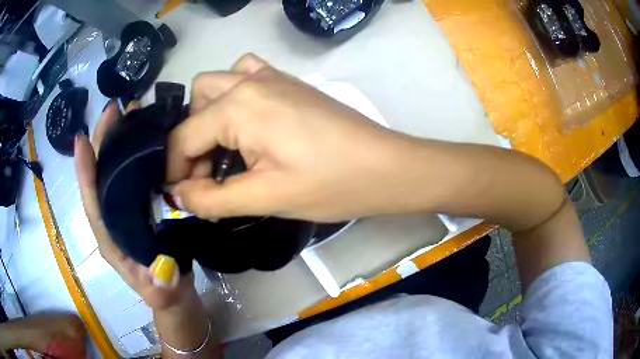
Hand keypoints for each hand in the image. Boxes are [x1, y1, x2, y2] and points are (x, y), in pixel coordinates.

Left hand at [75, 101, 195, 310]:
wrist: (174, 296)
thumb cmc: (164, 295)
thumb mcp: (162, 294)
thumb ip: (161, 286)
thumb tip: (163, 270)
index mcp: (110, 238)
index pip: (92, 203)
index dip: (84, 173)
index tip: (83, 139)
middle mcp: (112, 220)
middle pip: (100, 178)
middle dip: (101, 144)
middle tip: (113, 111)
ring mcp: (124, 213)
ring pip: (114, 173)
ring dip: (118, 142)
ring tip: (129, 114)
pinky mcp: (139, 209)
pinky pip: (131, 178)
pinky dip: (134, 155)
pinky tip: (146, 138)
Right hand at [169, 54, 419, 221]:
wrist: (385, 167)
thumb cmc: (330, 184)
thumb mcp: (265, 197)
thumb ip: (213, 198)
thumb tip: (178, 195)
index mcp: (238, 107)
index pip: (183, 138)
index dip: (174, 170)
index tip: (181, 197)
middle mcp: (249, 81)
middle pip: (196, 103)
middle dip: (191, 141)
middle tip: (208, 175)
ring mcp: (272, 76)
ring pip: (218, 84)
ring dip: (209, 114)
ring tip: (225, 147)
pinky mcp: (289, 82)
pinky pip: (246, 74)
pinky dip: (234, 94)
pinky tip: (247, 122)